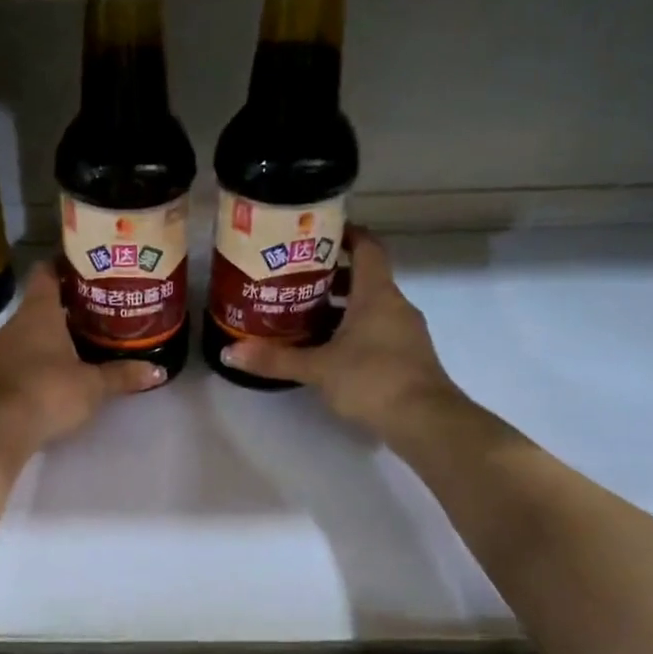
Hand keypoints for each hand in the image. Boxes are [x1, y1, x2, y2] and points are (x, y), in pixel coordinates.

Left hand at [0, 263, 163, 462]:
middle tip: (100, 304)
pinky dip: (42, 353)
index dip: (65, 264)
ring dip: (55, 330)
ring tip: (87, 335)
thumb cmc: (48, 392)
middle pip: (41, 300)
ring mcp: (3, 348)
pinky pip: (23, 352)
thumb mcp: (93, 385)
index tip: (90, 267)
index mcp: (39, 311)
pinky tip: (63, 366)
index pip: (46, 271)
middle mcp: (17, 322)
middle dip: (68, 301)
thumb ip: (123, 375)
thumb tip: (158, 370)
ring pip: (32, 328)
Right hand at [221, 229, 460, 436]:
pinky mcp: (406, 357)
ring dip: (340, 306)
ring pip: (369, 307)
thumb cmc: (372, 379)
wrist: (424, 420)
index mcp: (377, 294)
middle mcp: (395, 305)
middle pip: (364, 277)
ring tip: (303, 313)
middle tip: (294, 278)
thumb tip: (229, 352)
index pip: (367, 247)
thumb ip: (275, 359)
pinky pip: (376, 330)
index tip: (316, 233)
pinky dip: (352, 330)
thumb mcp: (318, 368)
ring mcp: (404, 332)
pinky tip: (327, 347)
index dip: (345, 234)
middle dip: (331, 275)